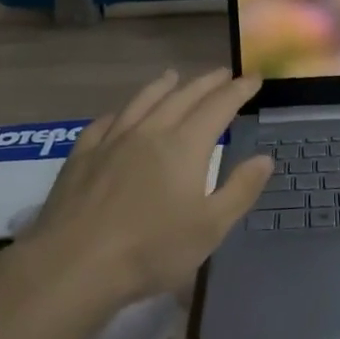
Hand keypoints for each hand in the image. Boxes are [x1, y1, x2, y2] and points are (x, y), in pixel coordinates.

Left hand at [24, 69, 272, 308]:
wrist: (74, 264)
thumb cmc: (151, 250)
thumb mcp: (210, 228)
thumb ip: (240, 190)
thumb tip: (265, 158)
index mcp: (185, 146)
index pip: (219, 106)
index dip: (238, 90)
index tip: (253, 78)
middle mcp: (150, 132)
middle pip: (183, 97)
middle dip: (206, 83)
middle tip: (222, 73)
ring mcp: (111, 141)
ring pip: (142, 102)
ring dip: (162, 86)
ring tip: (173, 75)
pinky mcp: (81, 156)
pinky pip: (105, 123)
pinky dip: (120, 112)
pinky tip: (120, 114)